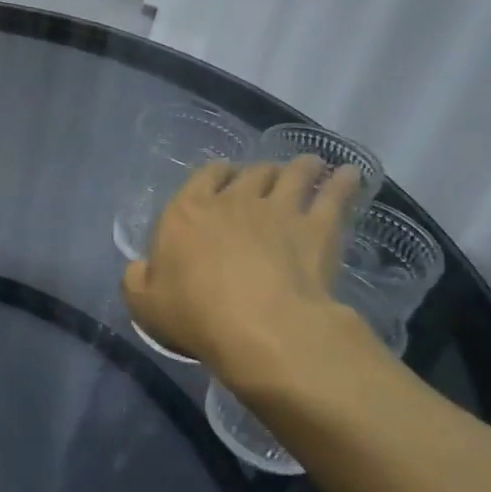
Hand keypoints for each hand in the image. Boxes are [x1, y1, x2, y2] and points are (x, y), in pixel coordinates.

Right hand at [122, 158, 370, 392]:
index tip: (223, 178)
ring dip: (300, 167)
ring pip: (293, 174)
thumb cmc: (195, 314)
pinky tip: (353, 176)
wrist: (261, 326)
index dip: (215, 175)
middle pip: (250, 173)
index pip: (201, 178)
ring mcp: (279, 210)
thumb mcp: (144, 304)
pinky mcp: (319, 228)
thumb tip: (141, 267)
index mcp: (186, 213)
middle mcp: (232, 201)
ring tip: (309, 165)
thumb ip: (137, 280)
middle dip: (258, 172)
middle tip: (266, 179)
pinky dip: (344, 182)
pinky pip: (335, 195)